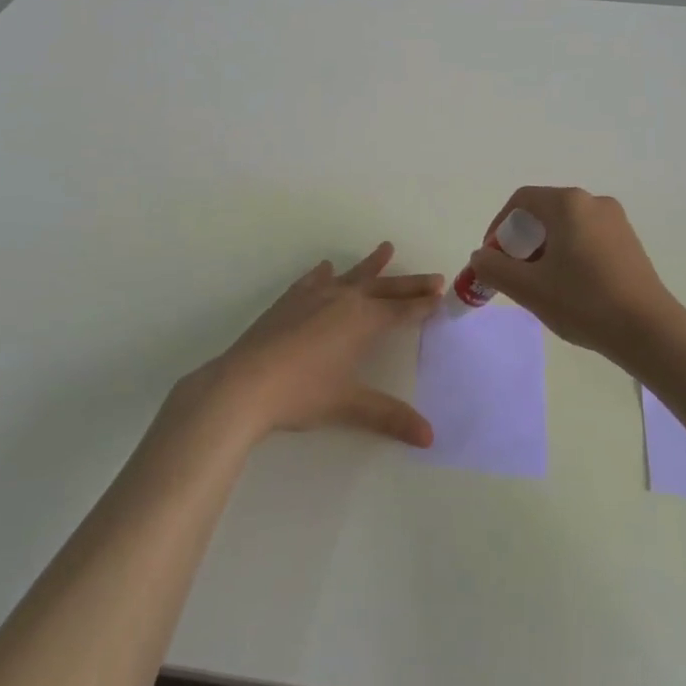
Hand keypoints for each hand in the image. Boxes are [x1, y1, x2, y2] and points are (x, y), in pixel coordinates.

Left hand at [194, 243, 443, 446]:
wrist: (244, 383)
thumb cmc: (302, 393)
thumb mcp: (349, 405)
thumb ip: (390, 416)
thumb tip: (429, 437)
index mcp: (362, 321)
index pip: (401, 310)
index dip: (422, 304)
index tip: (441, 294)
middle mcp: (343, 300)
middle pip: (384, 288)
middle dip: (409, 283)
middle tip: (433, 276)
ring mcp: (314, 296)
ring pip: (351, 276)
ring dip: (371, 265)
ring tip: (386, 248)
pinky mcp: (289, 301)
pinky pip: (314, 279)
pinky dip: (324, 273)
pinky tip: (326, 268)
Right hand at [467, 186, 685, 368]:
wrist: (650, 332)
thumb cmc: (584, 302)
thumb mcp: (528, 288)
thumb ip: (494, 267)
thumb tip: (481, 257)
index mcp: (568, 204)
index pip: (521, 201)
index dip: (498, 226)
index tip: (492, 257)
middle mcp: (594, 202)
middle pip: (544, 212)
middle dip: (521, 241)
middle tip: (514, 274)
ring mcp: (616, 221)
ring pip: (566, 226)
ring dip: (545, 249)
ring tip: (540, 285)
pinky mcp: (629, 242)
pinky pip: (587, 237)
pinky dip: (569, 254)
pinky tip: (570, 288)